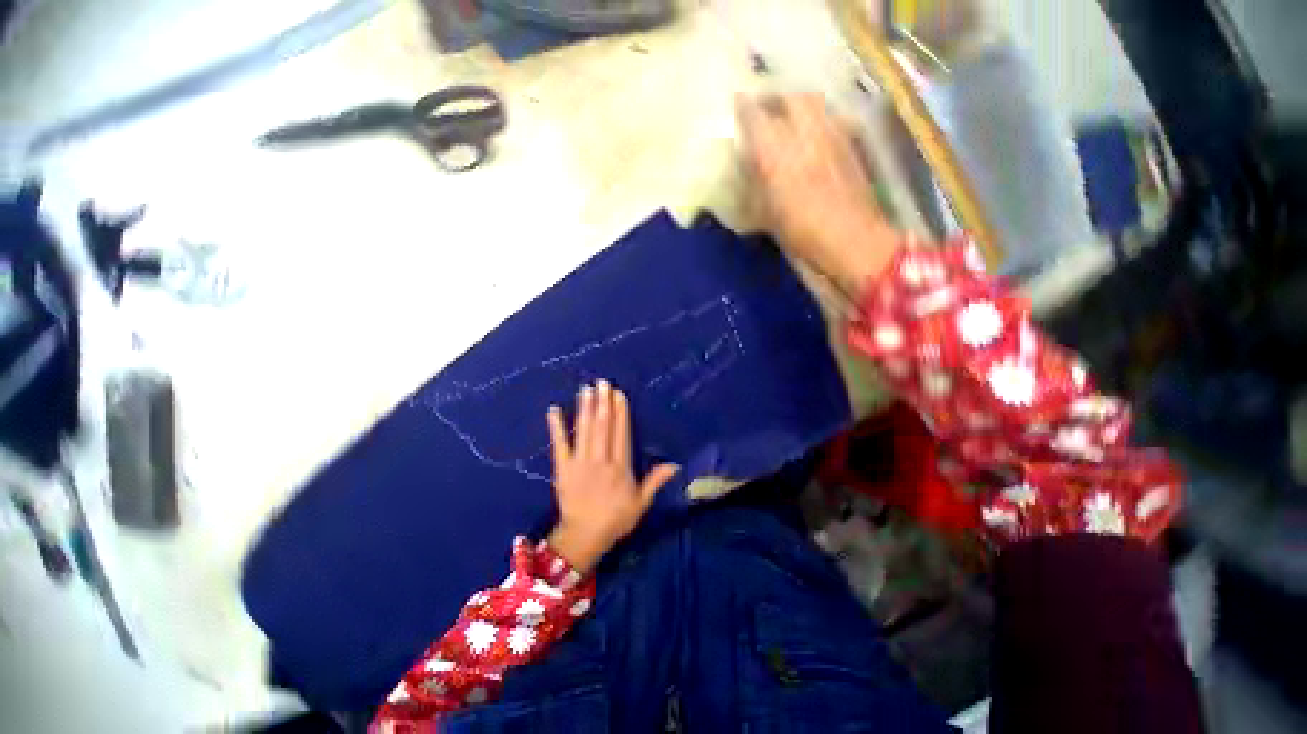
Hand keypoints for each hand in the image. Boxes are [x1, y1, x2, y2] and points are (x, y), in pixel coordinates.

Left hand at [546, 381, 679, 573]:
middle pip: (602, 427)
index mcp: (620, 467)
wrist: (583, 537)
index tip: (618, 394)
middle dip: (603, 403)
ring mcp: (580, 463)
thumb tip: (675, 464)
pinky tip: (553, 410)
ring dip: (585, 409)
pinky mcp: (563, 468)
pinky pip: (559, 445)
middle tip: (602, 383)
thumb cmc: (615, 519)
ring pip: (584, 431)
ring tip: (586, 390)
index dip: (620, 412)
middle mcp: (600, 460)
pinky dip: (556, 427)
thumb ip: (655, 481)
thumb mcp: (641, 503)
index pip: (621, 433)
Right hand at [736, 92, 900, 295]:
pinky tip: (812, 133)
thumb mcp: (764, 214)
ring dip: (796, 103)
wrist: (851, 238)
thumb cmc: (800, 232)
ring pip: (813, 101)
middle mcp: (804, 132)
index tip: (736, 103)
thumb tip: (748, 165)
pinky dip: (816, 117)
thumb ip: (754, 184)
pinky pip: (829, 116)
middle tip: (763, 106)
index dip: (743, 106)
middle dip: (774, 96)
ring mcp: (832, 132)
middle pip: (789, 96)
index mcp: (776, 152)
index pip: (754, 115)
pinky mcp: (850, 141)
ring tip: (787, 115)